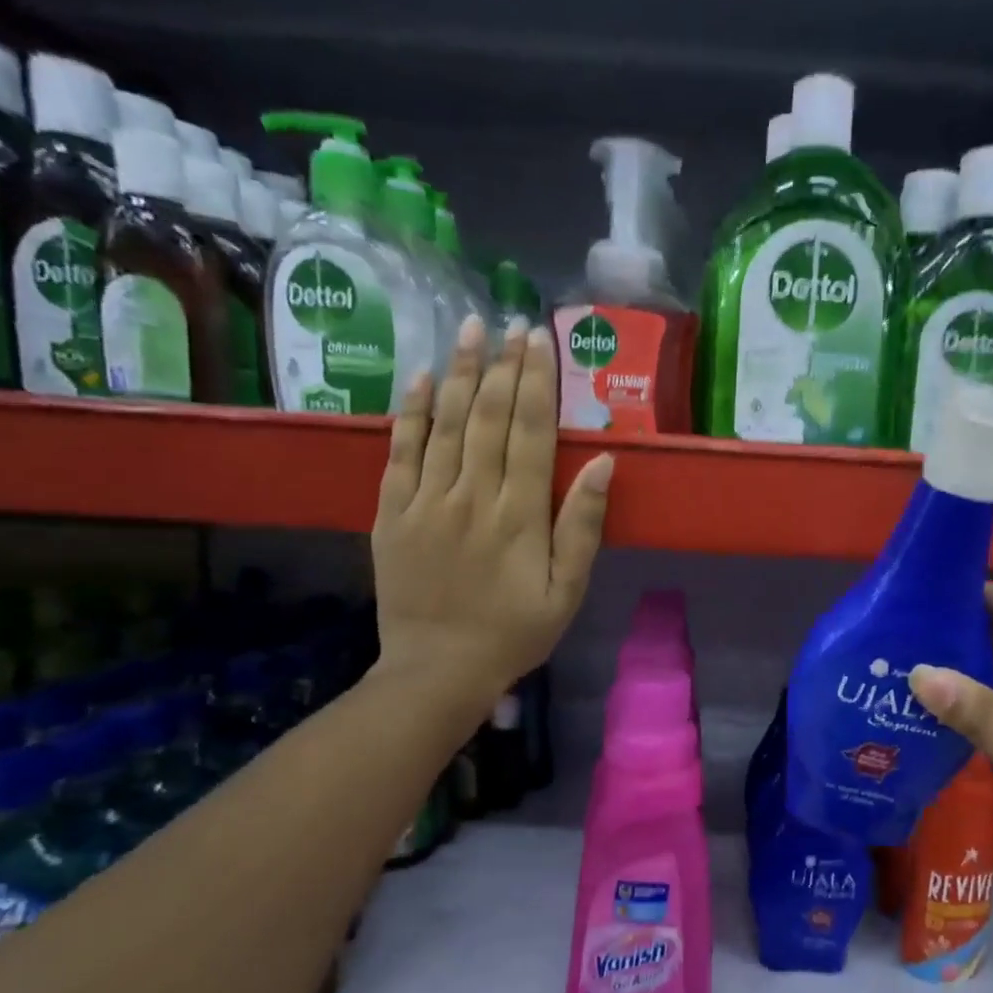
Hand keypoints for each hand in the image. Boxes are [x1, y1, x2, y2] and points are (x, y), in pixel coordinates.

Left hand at [371, 316, 612, 701]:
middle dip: (502, 365)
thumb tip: (601, 463)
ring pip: (443, 423)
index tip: (541, 340)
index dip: (537, 382)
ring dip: (458, 372)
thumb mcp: (567, 591)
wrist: (439, 670)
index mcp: (519, 516)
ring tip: (470, 327)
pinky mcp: (391, 514)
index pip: (529, 432)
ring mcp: (425, 502)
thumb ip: (582, 527)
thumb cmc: (515, 633)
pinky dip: (409, 412)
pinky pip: (399, 452)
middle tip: (512, 321)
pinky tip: (419, 378)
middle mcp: (471, 497)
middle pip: (487, 417)